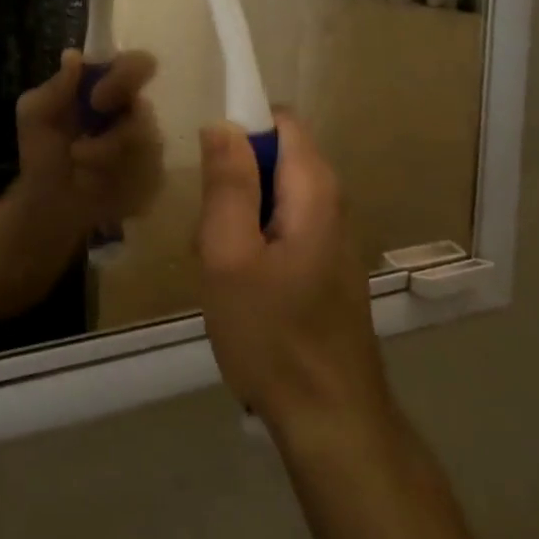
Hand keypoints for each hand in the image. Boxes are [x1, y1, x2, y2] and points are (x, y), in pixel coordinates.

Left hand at [12, 49, 164, 237]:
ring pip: (145, 145)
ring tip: (78, 163)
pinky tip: (97, 183)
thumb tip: (73, 56)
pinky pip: (148, 174)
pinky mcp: (153, 178)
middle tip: (81, 147)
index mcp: (111, 88)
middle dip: (115, 132)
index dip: (126, 74)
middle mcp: (135, 113)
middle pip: (146, 110)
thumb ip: (54, 87)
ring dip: (104, 156)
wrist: (48, 203)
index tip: (96, 96)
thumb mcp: (35, 114)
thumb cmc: (44, 152)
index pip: (137, 65)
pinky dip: (116, 179)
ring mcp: (149, 146)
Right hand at [195, 113, 387, 435]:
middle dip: (232, 181)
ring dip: (236, 217)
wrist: (330, 418)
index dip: (239, 128)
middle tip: (208, 231)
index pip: (279, 119)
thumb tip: (222, 123)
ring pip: (271, 196)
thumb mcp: (230, 255)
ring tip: (219, 265)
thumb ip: (227, 184)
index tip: (207, 170)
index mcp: (313, 189)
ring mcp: (329, 236)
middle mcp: (330, 202)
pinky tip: (239, 287)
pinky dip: (252, 242)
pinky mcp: (322, 264)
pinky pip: (280, 227)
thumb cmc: (272, 334)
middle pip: (273, 157)